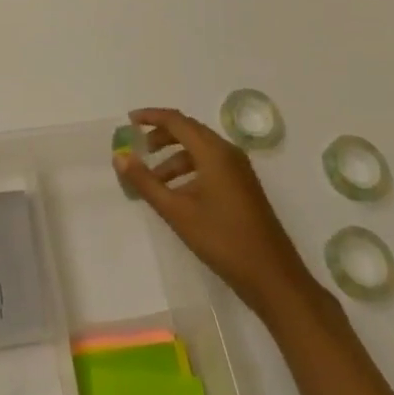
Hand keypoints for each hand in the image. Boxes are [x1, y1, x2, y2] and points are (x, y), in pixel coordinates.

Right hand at [116, 107, 315, 316]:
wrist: (273, 277)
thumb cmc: (223, 240)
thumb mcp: (177, 212)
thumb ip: (146, 182)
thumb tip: (119, 156)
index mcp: (214, 152)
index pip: (177, 121)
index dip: (151, 117)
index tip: (129, 121)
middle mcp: (228, 153)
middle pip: (189, 131)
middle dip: (161, 137)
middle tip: (138, 149)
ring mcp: (239, 170)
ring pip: (199, 151)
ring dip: (174, 158)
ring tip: (152, 181)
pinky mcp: (243, 186)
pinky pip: (210, 165)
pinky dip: (189, 171)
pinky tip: (177, 195)